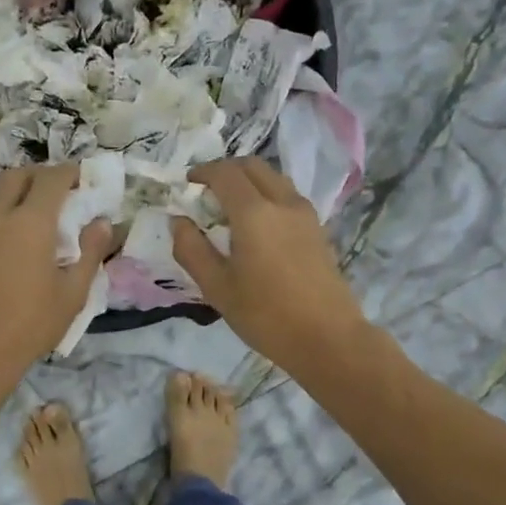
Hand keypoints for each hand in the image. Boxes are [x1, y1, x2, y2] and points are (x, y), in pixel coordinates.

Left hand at [0, 164, 110, 389]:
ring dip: (13, 187)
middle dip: (41, 175)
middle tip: (59, 191)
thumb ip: (90, 253)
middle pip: (18, 175)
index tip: (83, 178)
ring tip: (28, 205)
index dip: (69, 172)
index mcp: (30, 222)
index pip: (51, 179)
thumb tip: (102, 224)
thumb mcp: (72, 294)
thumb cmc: (29, 326)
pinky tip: (3, 227)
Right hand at [170, 158, 370, 376]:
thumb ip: (192, 250)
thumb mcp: (217, 288)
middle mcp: (282, 202)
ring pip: (274, 179)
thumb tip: (178, 221)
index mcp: (254, 213)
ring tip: (231, 207)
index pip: (225, 173)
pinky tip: (258, 225)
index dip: (203, 172)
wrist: (327, 338)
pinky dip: (267, 195)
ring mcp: (305, 214)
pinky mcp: (318, 229)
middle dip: (226, 170)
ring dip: (249, 181)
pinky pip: (288, 197)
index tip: (188, 183)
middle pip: (252, 166)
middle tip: (207, 191)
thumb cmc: (265, 316)